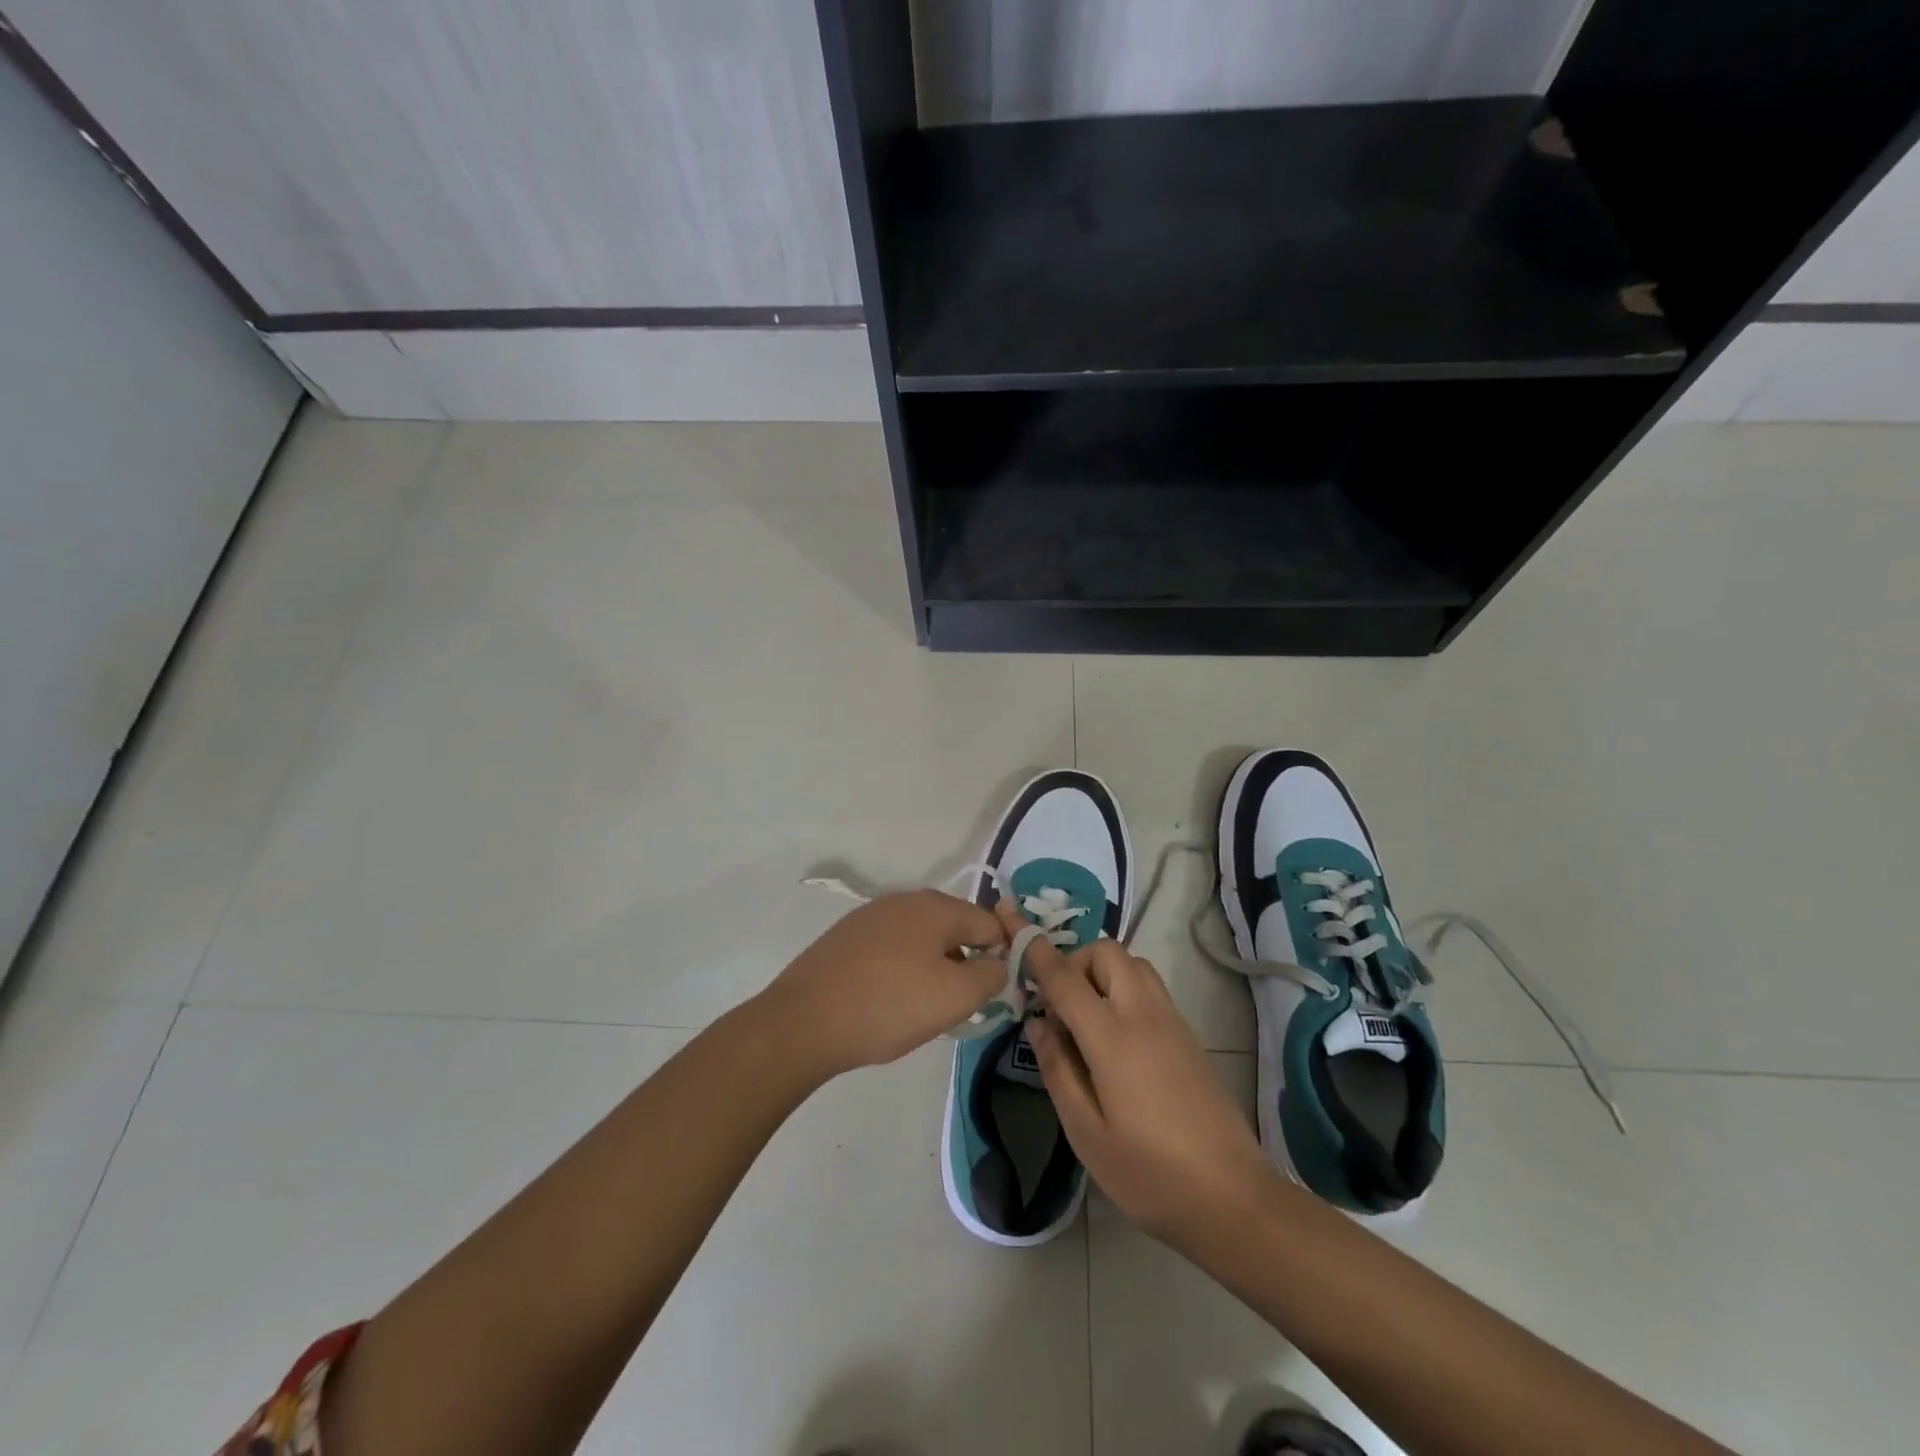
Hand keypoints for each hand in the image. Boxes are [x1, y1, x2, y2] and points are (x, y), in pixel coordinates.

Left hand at [759, 889, 1005, 1080]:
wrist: (803, 1021)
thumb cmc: (888, 1005)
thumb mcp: (956, 997)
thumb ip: (991, 975)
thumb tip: (998, 962)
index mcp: (936, 906)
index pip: (989, 923)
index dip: (1000, 956)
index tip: (991, 994)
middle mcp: (905, 900)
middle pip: (954, 928)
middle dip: (963, 963)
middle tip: (956, 1005)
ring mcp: (871, 915)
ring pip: (921, 939)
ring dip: (932, 967)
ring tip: (920, 1008)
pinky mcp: (846, 936)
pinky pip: (891, 948)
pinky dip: (900, 970)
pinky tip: (887, 1001)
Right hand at [1002, 901, 1274, 1243]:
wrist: (1233, 1198)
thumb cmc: (1149, 1174)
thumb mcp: (1086, 1133)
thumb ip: (1058, 1069)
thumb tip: (1038, 1023)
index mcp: (1112, 1037)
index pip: (1065, 977)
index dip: (1036, 951)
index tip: (1013, 928)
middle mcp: (1143, 1014)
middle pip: (1106, 952)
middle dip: (1075, 961)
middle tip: (1059, 1005)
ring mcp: (1171, 1021)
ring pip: (1133, 964)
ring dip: (1103, 972)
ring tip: (1086, 1019)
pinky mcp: (1188, 1035)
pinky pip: (1149, 987)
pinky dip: (1124, 988)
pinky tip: (1116, 1037)